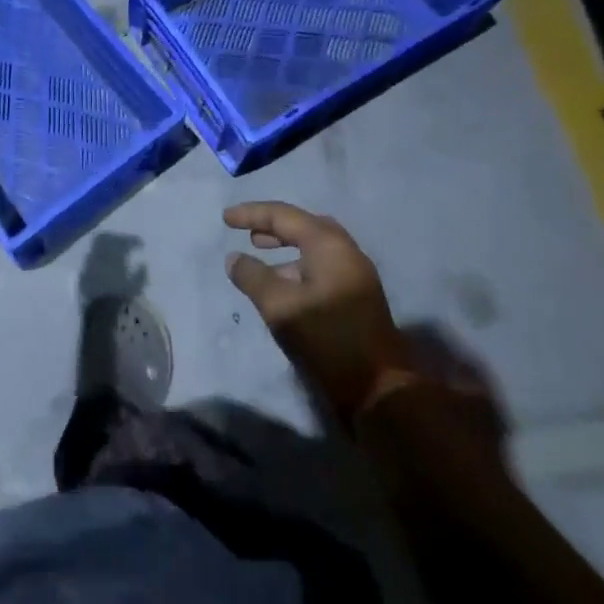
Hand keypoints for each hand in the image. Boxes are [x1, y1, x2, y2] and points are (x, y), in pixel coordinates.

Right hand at [224, 201, 415, 415]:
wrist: (378, 389)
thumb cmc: (327, 338)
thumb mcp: (279, 306)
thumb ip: (252, 276)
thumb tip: (234, 258)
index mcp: (329, 245)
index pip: (284, 216)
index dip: (252, 213)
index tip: (225, 218)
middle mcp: (346, 251)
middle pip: (302, 225)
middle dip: (272, 225)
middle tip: (245, 231)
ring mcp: (355, 274)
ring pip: (314, 246)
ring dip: (285, 245)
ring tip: (259, 252)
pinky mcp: (357, 295)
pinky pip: (321, 264)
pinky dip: (297, 263)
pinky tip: (282, 282)